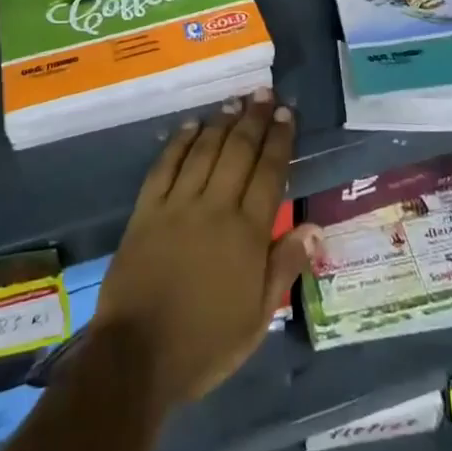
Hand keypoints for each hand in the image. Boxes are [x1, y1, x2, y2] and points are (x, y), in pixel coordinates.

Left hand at [91, 91, 321, 408]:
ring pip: (204, 152)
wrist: (137, 356)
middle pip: (238, 152)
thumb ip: (284, 267)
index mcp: (247, 234)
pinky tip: (190, 126)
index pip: (269, 174)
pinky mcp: (146, 210)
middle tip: (263, 93)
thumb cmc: (206, 344)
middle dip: (253, 120)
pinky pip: (165, 166)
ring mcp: (177, 205)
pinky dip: (179, 142)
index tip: (286, 114)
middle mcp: (214, 208)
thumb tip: (314, 228)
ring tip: (234, 102)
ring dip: (220, 124)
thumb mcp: (257, 318)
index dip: (279, 140)